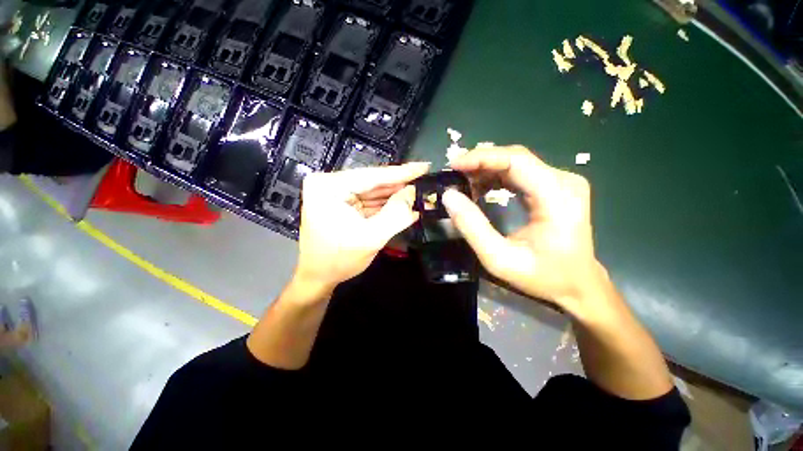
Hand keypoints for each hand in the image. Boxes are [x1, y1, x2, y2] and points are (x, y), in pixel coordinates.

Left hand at [292, 162, 428, 295]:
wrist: (318, 277)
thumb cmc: (339, 260)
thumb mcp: (371, 238)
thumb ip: (395, 214)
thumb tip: (413, 193)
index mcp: (329, 187)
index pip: (372, 175)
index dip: (401, 172)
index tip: (423, 166)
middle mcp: (330, 184)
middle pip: (372, 182)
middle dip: (399, 186)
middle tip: (424, 182)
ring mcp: (335, 193)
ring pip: (373, 191)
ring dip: (395, 195)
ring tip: (418, 195)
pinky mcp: (342, 203)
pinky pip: (368, 200)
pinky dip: (386, 204)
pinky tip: (404, 205)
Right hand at [442, 145, 607, 318]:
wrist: (577, 284)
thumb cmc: (542, 277)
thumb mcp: (499, 258)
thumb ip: (472, 227)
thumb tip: (449, 196)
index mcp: (557, 196)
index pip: (516, 160)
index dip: (481, 158)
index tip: (453, 165)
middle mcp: (563, 181)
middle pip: (515, 158)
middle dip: (480, 162)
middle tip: (453, 174)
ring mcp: (561, 182)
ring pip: (515, 163)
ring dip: (485, 170)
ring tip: (462, 183)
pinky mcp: (554, 187)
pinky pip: (519, 173)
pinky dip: (495, 177)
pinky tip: (479, 188)